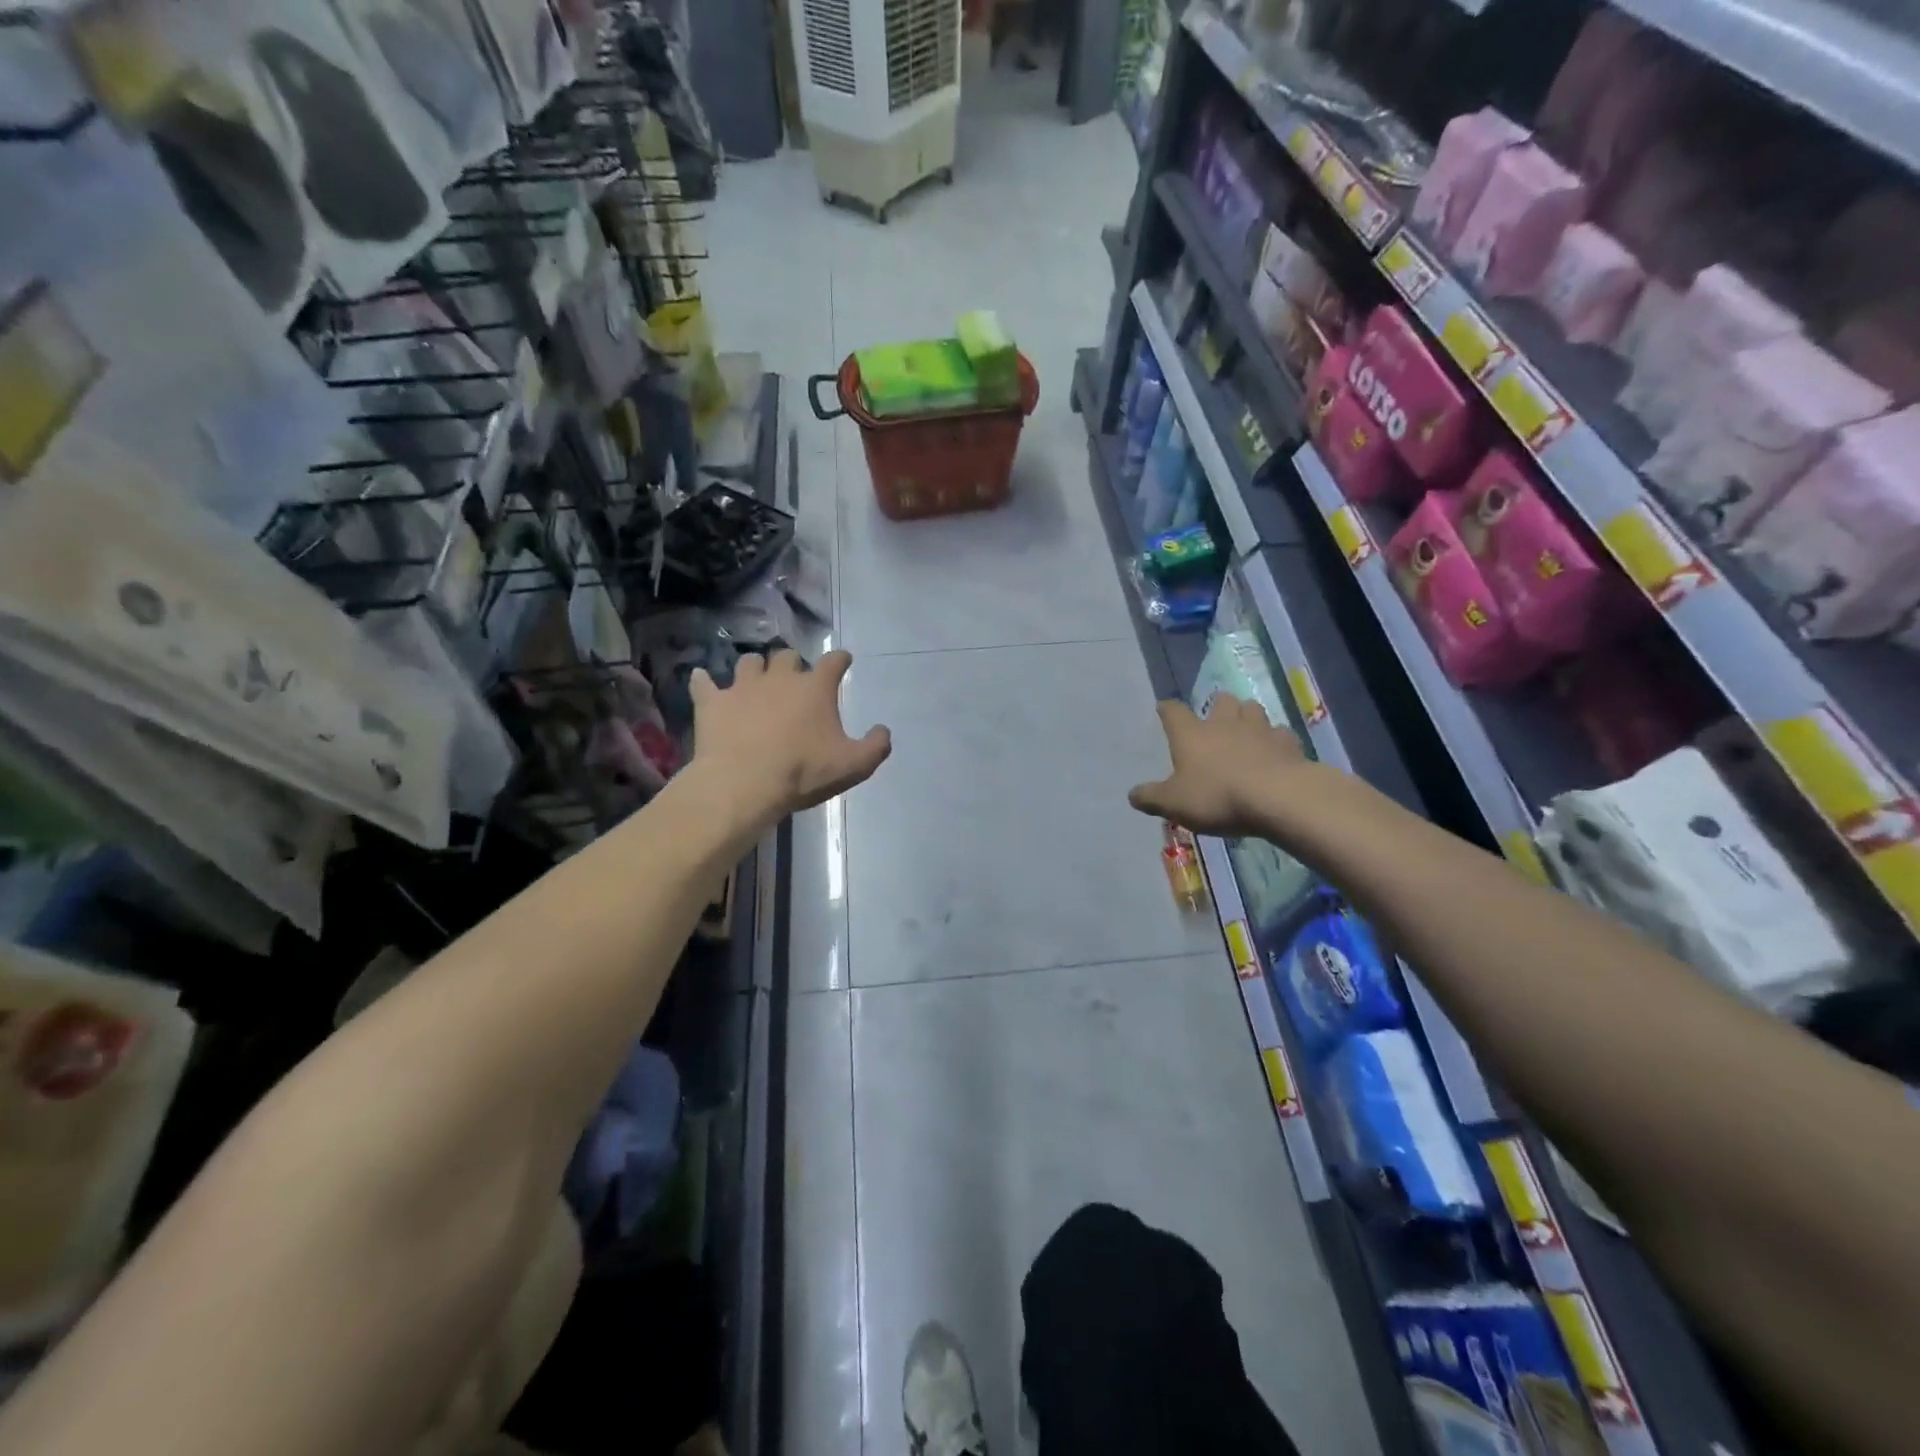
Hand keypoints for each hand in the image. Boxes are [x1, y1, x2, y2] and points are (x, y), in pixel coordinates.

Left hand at [692, 649, 890, 820]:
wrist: (743, 784)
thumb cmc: (802, 772)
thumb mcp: (853, 766)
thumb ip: (875, 746)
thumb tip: (883, 731)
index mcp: (815, 688)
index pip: (834, 661)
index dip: (840, 659)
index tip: (843, 661)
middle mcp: (779, 677)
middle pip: (787, 656)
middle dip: (793, 663)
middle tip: (794, 679)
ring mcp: (742, 687)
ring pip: (749, 663)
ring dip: (755, 669)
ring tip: (755, 681)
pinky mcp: (712, 702)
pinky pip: (704, 683)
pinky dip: (705, 683)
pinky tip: (703, 683)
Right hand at [1128, 696, 1314, 837]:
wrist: (1277, 797)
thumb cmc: (1217, 796)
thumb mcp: (1173, 803)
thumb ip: (1151, 797)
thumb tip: (1132, 794)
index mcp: (1191, 734)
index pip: (1173, 712)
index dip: (1167, 709)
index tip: (1164, 709)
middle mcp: (1224, 723)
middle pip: (1221, 701)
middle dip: (1218, 706)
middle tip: (1216, 719)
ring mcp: (1259, 730)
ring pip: (1252, 709)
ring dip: (1247, 716)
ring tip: (1246, 730)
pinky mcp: (1287, 743)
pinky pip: (1280, 734)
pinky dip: (1276, 740)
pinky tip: (1275, 752)